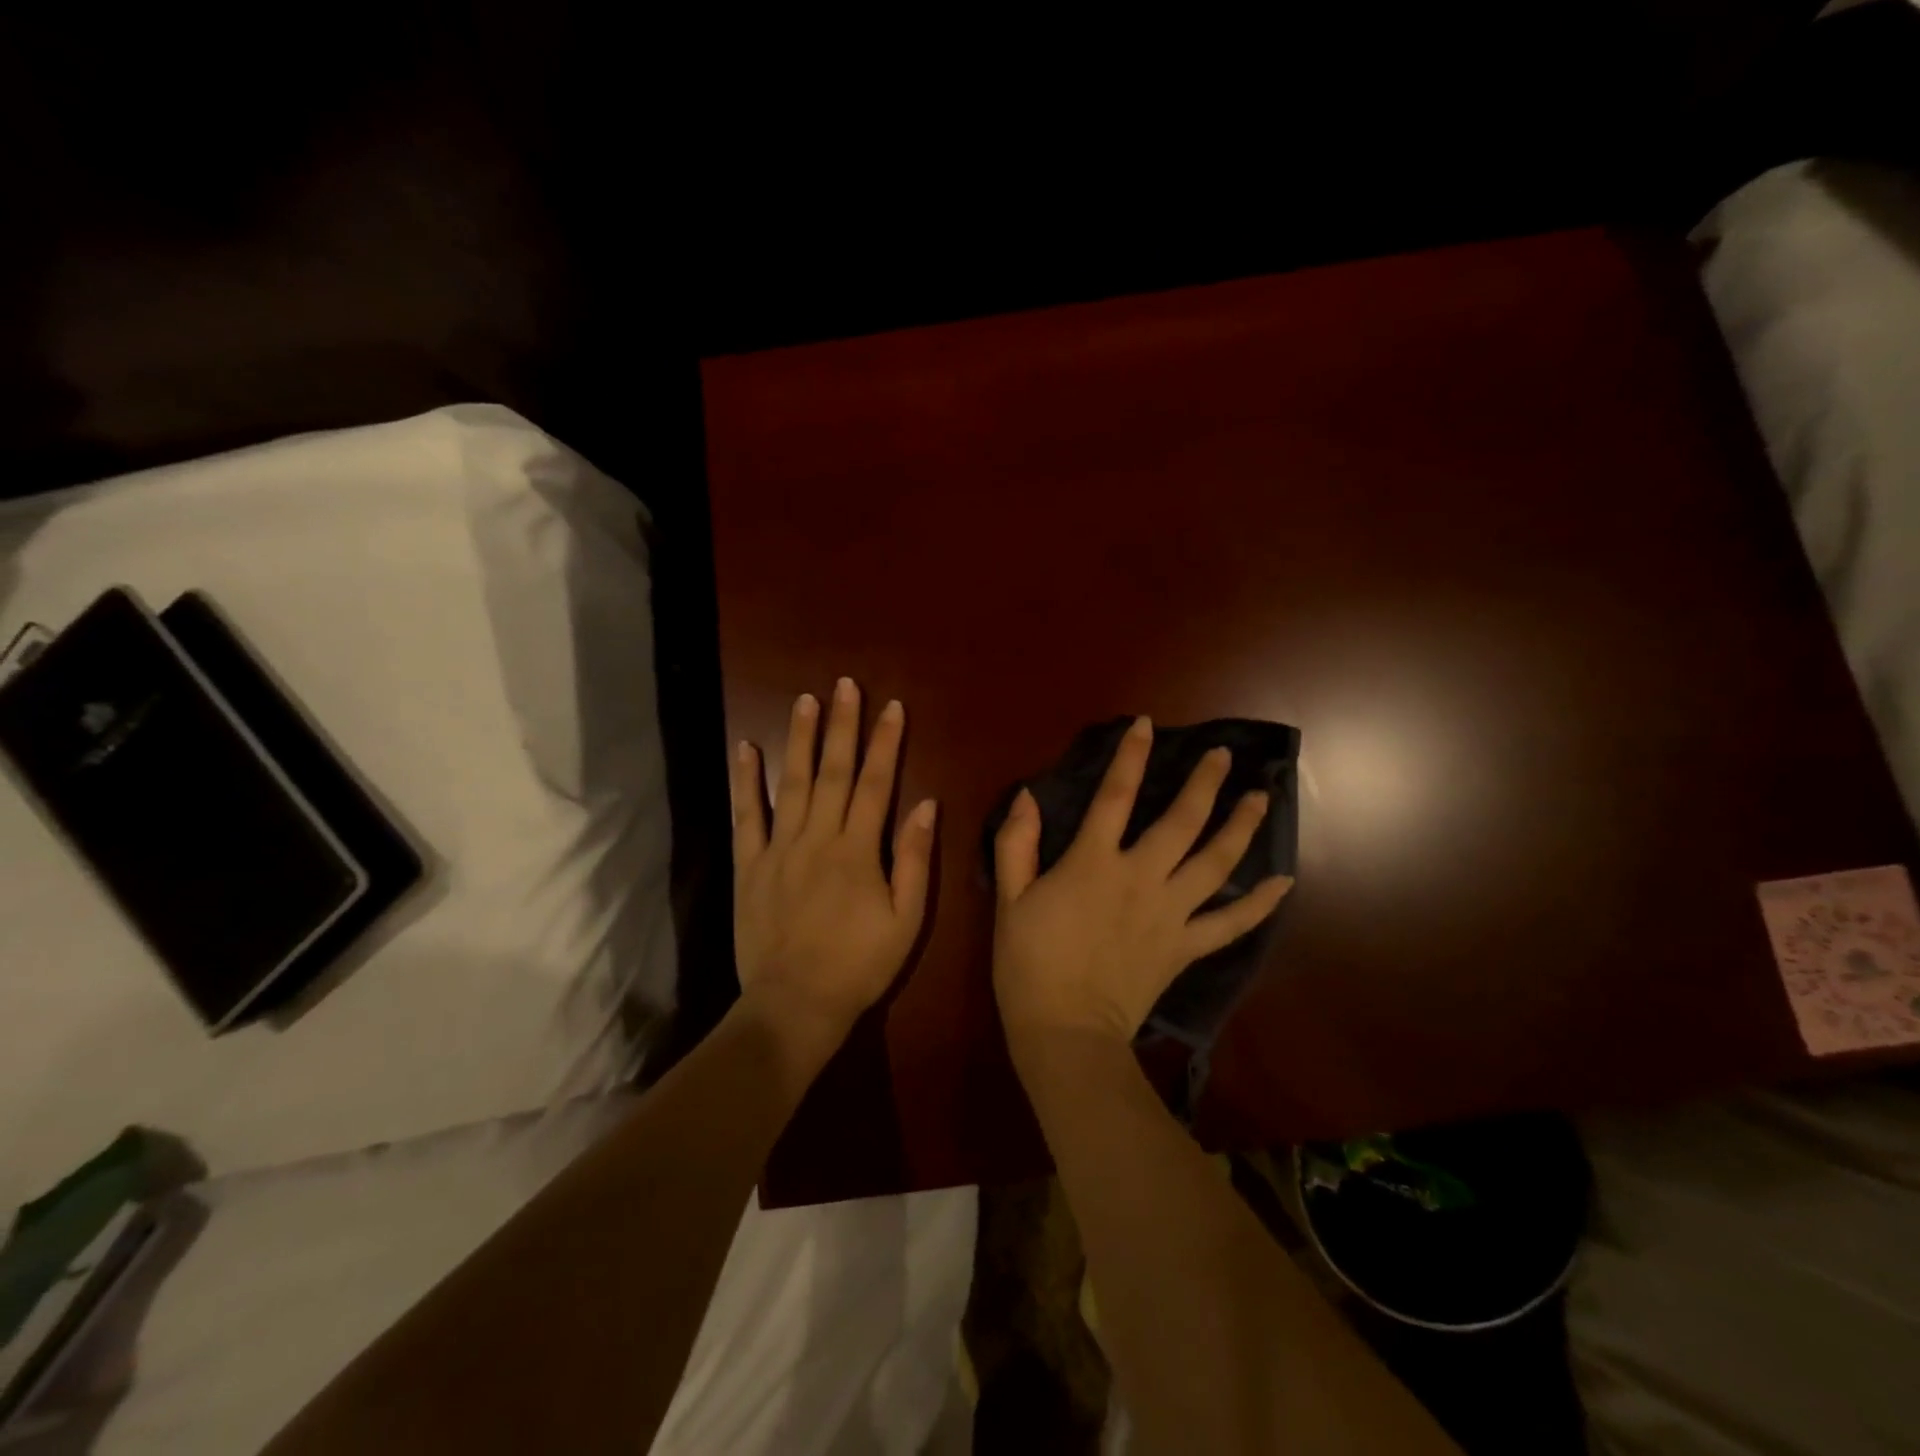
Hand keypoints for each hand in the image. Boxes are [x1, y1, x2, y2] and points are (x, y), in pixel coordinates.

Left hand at [731, 678, 936, 1043]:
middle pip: (834, 772)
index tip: (892, 706)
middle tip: (845, 685)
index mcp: (858, 849)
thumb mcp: (906, 919)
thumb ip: (913, 859)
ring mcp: (779, 848)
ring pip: (791, 783)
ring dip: (799, 739)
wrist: (795, 1004)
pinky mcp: (750, 866)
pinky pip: (747, 816)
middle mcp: (818, 837)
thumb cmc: (859, 965)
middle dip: (842, 726)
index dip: (887, 742)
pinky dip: (746, 781)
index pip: (877, 783)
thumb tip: (926, 804)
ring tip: (804, 700)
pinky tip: (745, 749)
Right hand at [993, 716, 1292, 1045]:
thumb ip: (1017, 844)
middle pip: (1182, 821)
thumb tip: (1027, 796)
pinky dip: (1260, 905)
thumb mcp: (1010, 899)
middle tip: (1224, 756)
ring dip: (1241, 827)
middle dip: (1205, 783)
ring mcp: (1170, 913)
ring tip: (1260, 798)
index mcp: (1094, 862)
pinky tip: (1284, 883)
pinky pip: (1231, 924)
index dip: (1131, 757)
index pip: (1115, 796)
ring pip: (1216, 863)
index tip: (1147, 725)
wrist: (1065, 1031)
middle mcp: (1141, 877)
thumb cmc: (1030, 962)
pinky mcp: (1186, 947)